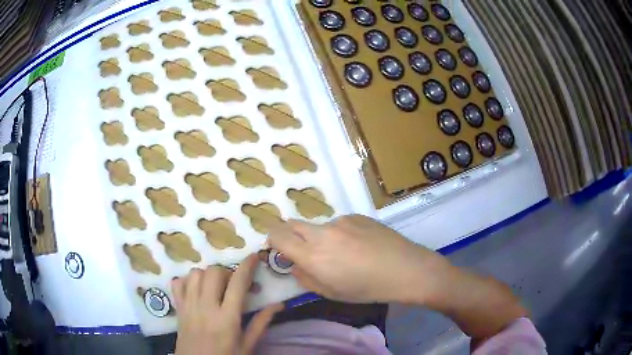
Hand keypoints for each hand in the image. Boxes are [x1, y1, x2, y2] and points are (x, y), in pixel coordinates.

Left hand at [171, 255, 283, 354]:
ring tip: (215, 286)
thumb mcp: (247, 345)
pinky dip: (187, 280)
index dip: (247, 266)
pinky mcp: (178, 308)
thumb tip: (278, 305)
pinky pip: (178, 283)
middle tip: (233, 284)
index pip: (237, 284)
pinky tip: (196, 289)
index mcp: (227, 318)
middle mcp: (206, 307)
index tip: (254, 257)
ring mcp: (188, 306)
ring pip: (195, 274)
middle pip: (213, 272)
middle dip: (227, 272)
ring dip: (207, 274)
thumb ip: (261, 323)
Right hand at [268, 214, 449, 303]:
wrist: (404, 268)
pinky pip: (338, 223)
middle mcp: (322, 233)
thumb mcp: (331, 292)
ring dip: (320, 237)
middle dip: (291, 235)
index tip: (278, 248)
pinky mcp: (356, 215)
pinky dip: (340, 233)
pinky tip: (359, 245)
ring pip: (318, 226)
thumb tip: (294, 264)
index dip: (273, 240)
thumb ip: (305, 277)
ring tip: (343, 252)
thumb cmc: (366, 288)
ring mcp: (340, 221)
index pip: (278, 236)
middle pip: (293, 224)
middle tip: (305, 251)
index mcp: (312, 256)